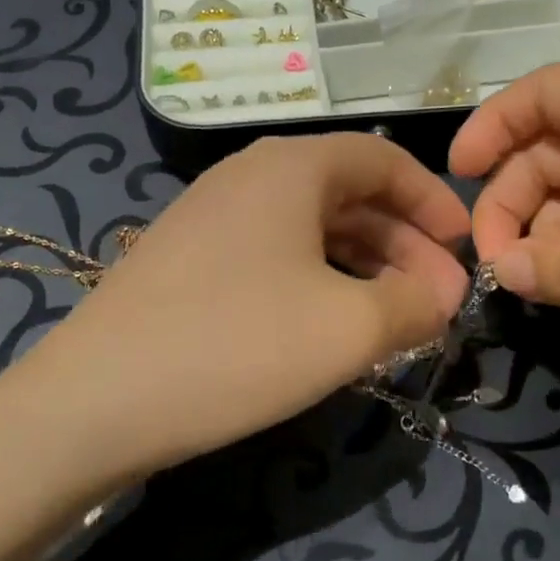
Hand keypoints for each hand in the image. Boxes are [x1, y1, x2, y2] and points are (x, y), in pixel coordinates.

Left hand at [27, 134, 470, 473]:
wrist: (94, 401)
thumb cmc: (237, 346)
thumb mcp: (348, 329)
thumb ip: (414, 304)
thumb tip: (442, 295)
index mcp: (292, 167)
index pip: (384, 160)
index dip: (433, 201)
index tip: (464, 248)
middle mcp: (250, 175)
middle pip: (350, 194)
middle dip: (404, 244)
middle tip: (438, 300)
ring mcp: (213, 215)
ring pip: (312, 227)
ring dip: (364, 265)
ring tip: (397, 318)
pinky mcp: (190, 258)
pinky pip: (275, 253)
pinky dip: (320, 279)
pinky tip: (334, 323)